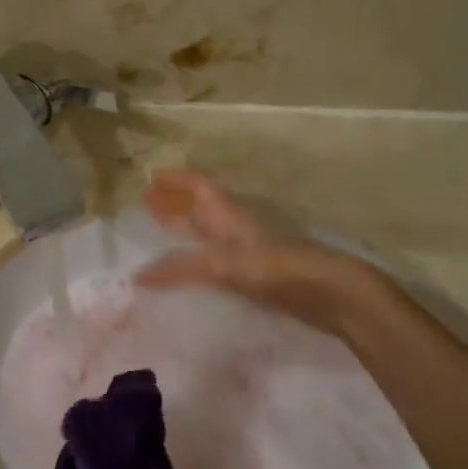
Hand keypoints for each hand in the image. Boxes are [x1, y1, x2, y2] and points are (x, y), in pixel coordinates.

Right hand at [138, 169, 391, 338]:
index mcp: (229, 215)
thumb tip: (139, 274)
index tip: (152, 175)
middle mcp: (237, 229)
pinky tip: (191, 279)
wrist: (328, 293)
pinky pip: (219, 264)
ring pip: (211, 236)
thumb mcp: (223, 263)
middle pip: (202, 209)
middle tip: (148, 206)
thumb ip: (182, 268)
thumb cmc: (276, 267)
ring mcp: (249, 253)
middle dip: (176, 205)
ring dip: (188, 234)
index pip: (199, 187)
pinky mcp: (258, 277)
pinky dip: (200, 265)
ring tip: (162, 241)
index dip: (177, 179)